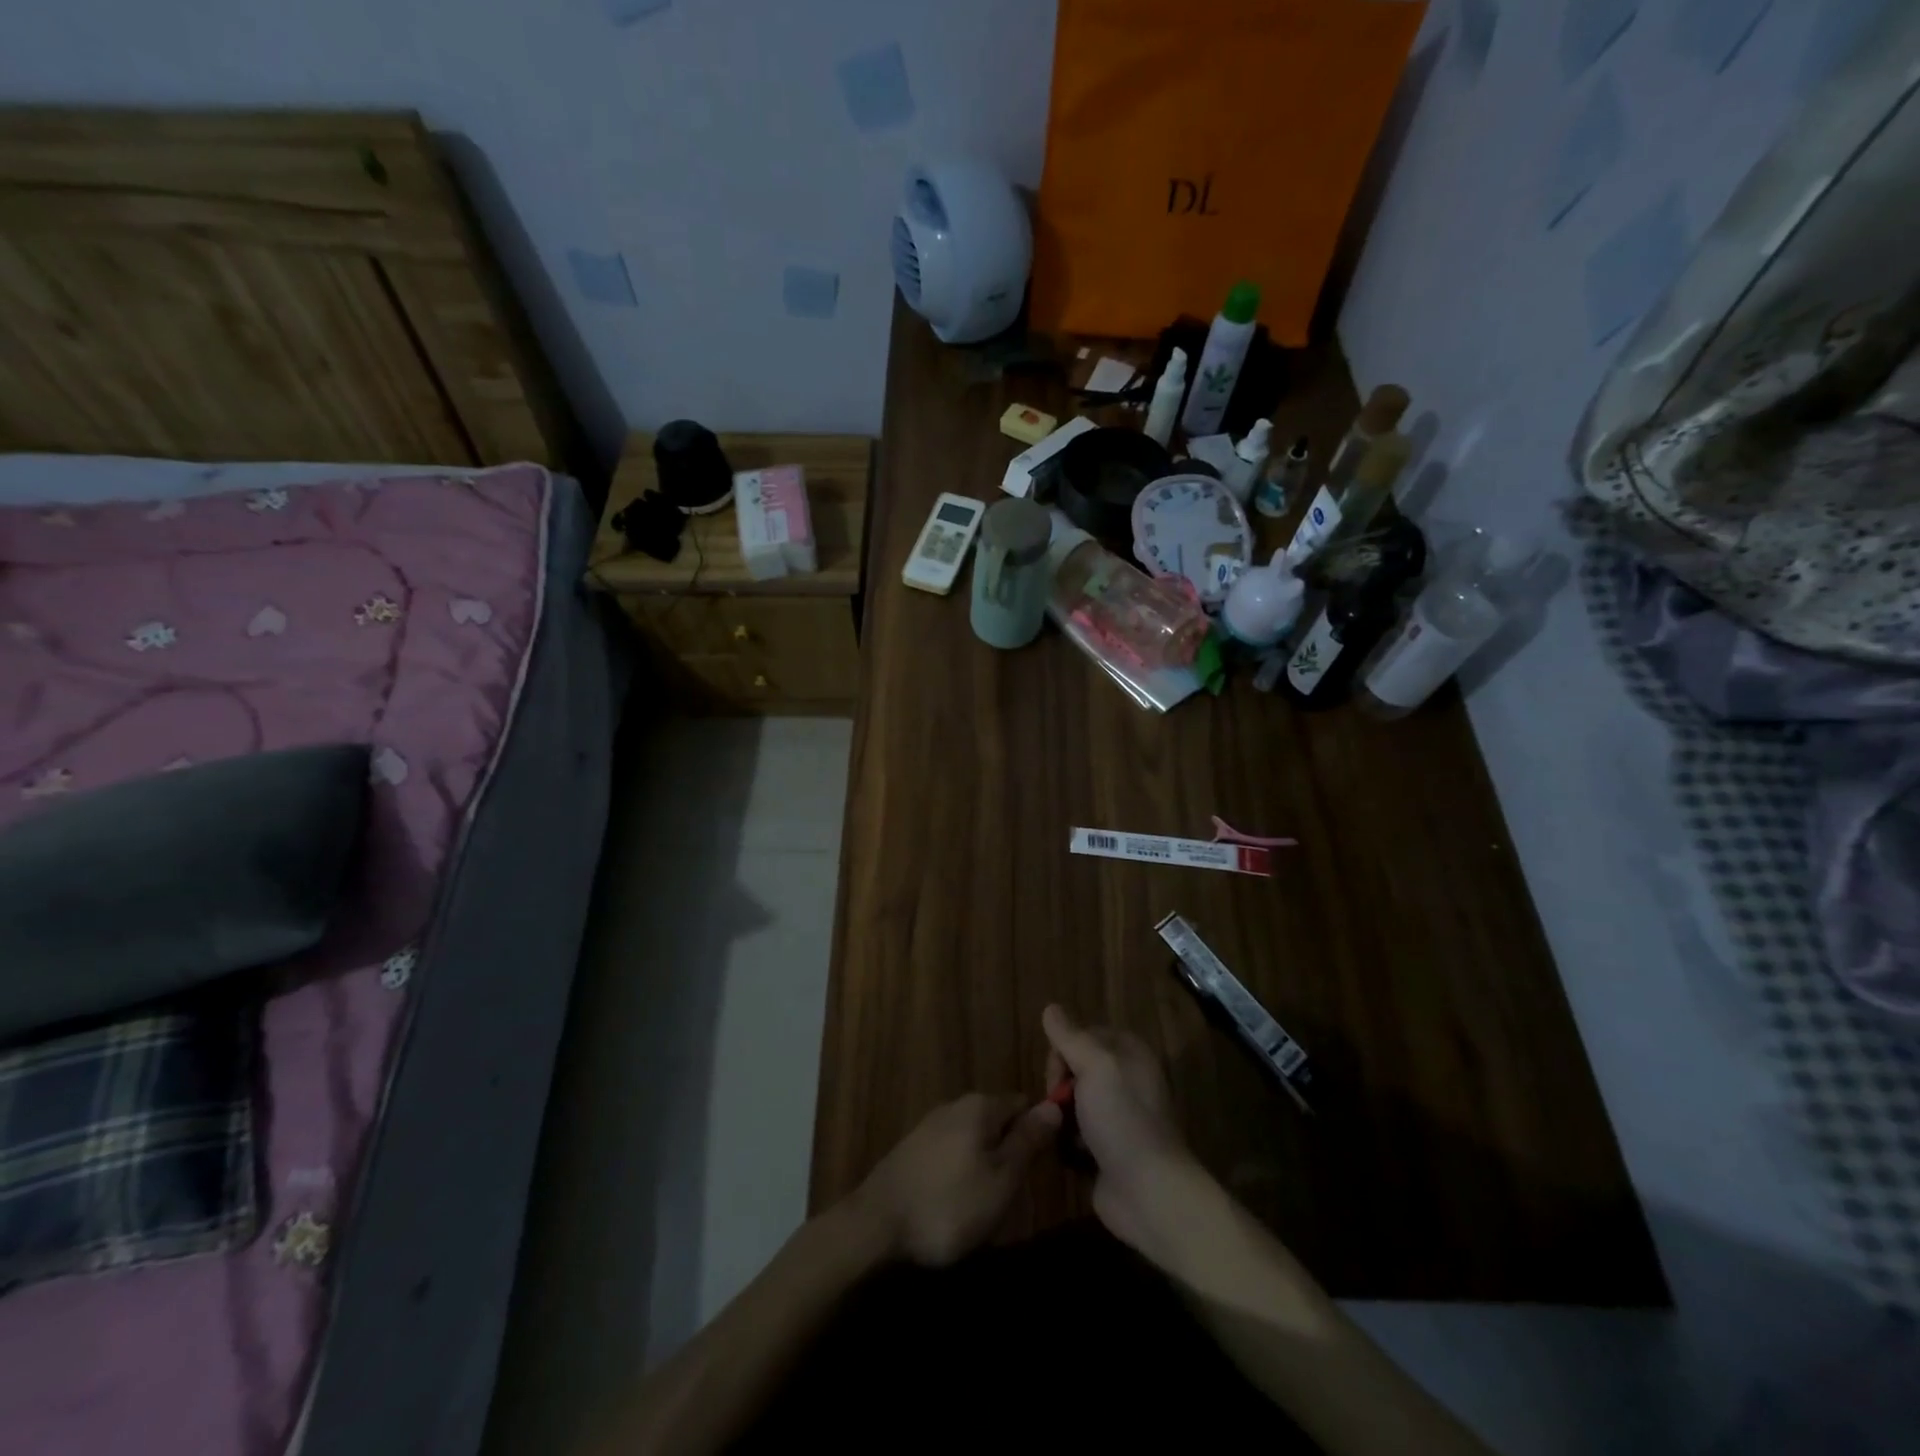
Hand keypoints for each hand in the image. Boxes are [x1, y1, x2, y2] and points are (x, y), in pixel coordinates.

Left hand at [854, 1092, 1060, 1266]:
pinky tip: (957, 1206)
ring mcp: (930, 1126)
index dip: (1038, 1132)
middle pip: (998, 1123)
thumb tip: (1053, 1105)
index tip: (1042, 1168)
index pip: (1023, 1104)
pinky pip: (952, 1155)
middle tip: (1014, 1198)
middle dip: (1009, 1155)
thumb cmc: (950, 1204)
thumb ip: (1028, 1140)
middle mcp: (955, 1105)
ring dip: (985, 1169)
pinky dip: (961, 1176)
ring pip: (974, 1141)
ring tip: (986, 1209)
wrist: (877, 1224)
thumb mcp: (1002, 1178)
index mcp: (981, 1106)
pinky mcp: (913, 1149)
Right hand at [1042, 1004, 1201, 1256]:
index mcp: (1129, 1053)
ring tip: (1060, 1132)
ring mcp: (1118, 1116)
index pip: (1083, 1034)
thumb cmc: (1122, 1119)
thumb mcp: (1094, 1066)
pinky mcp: (1109, 1148)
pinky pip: (1077, 1133)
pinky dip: (1069, 1141)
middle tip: (1058, 1105)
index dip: (1063, 1049)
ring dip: (1062, 1114)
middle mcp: (1126, 1079)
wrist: (1148, 1192)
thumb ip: (1070, 1036)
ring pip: (1074, 1101)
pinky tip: (1068, 1153)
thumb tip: (1051, 1007)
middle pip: (1075, 1067)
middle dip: (1059, 1084)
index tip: (1057, 1073)